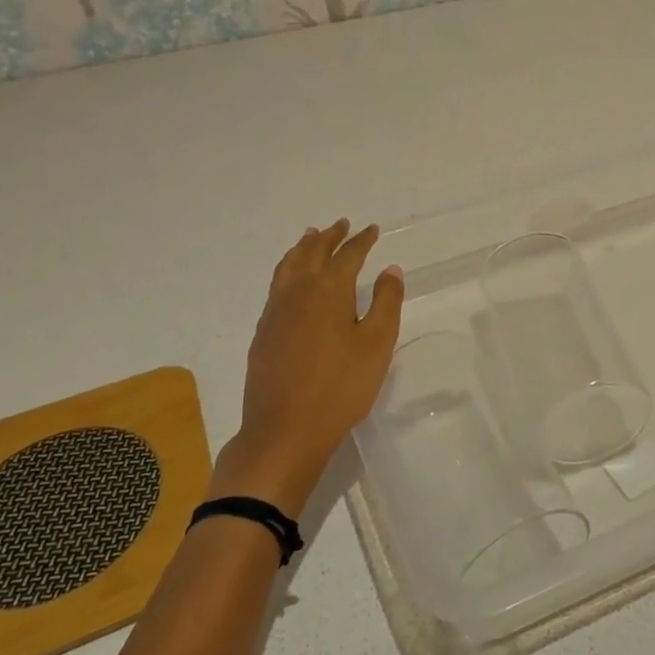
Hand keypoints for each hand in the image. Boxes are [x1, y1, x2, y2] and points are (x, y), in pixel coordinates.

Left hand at [212, 220, 403, 516]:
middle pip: (313, 252)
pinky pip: (276, 284)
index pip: (348, 255)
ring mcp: (275, 310)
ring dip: (303, 248)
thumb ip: (386, 303)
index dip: (362, 240)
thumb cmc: (341, 387)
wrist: (285, 429)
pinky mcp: (263, 331)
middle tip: (341, 224)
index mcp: (329, 289)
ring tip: (311, 237)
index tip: (372, 230)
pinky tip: (291, 280)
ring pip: (288, 266)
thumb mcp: (376, 345)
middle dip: (330, 236)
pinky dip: (287, 269)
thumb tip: (390, 269)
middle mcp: (298, 291)